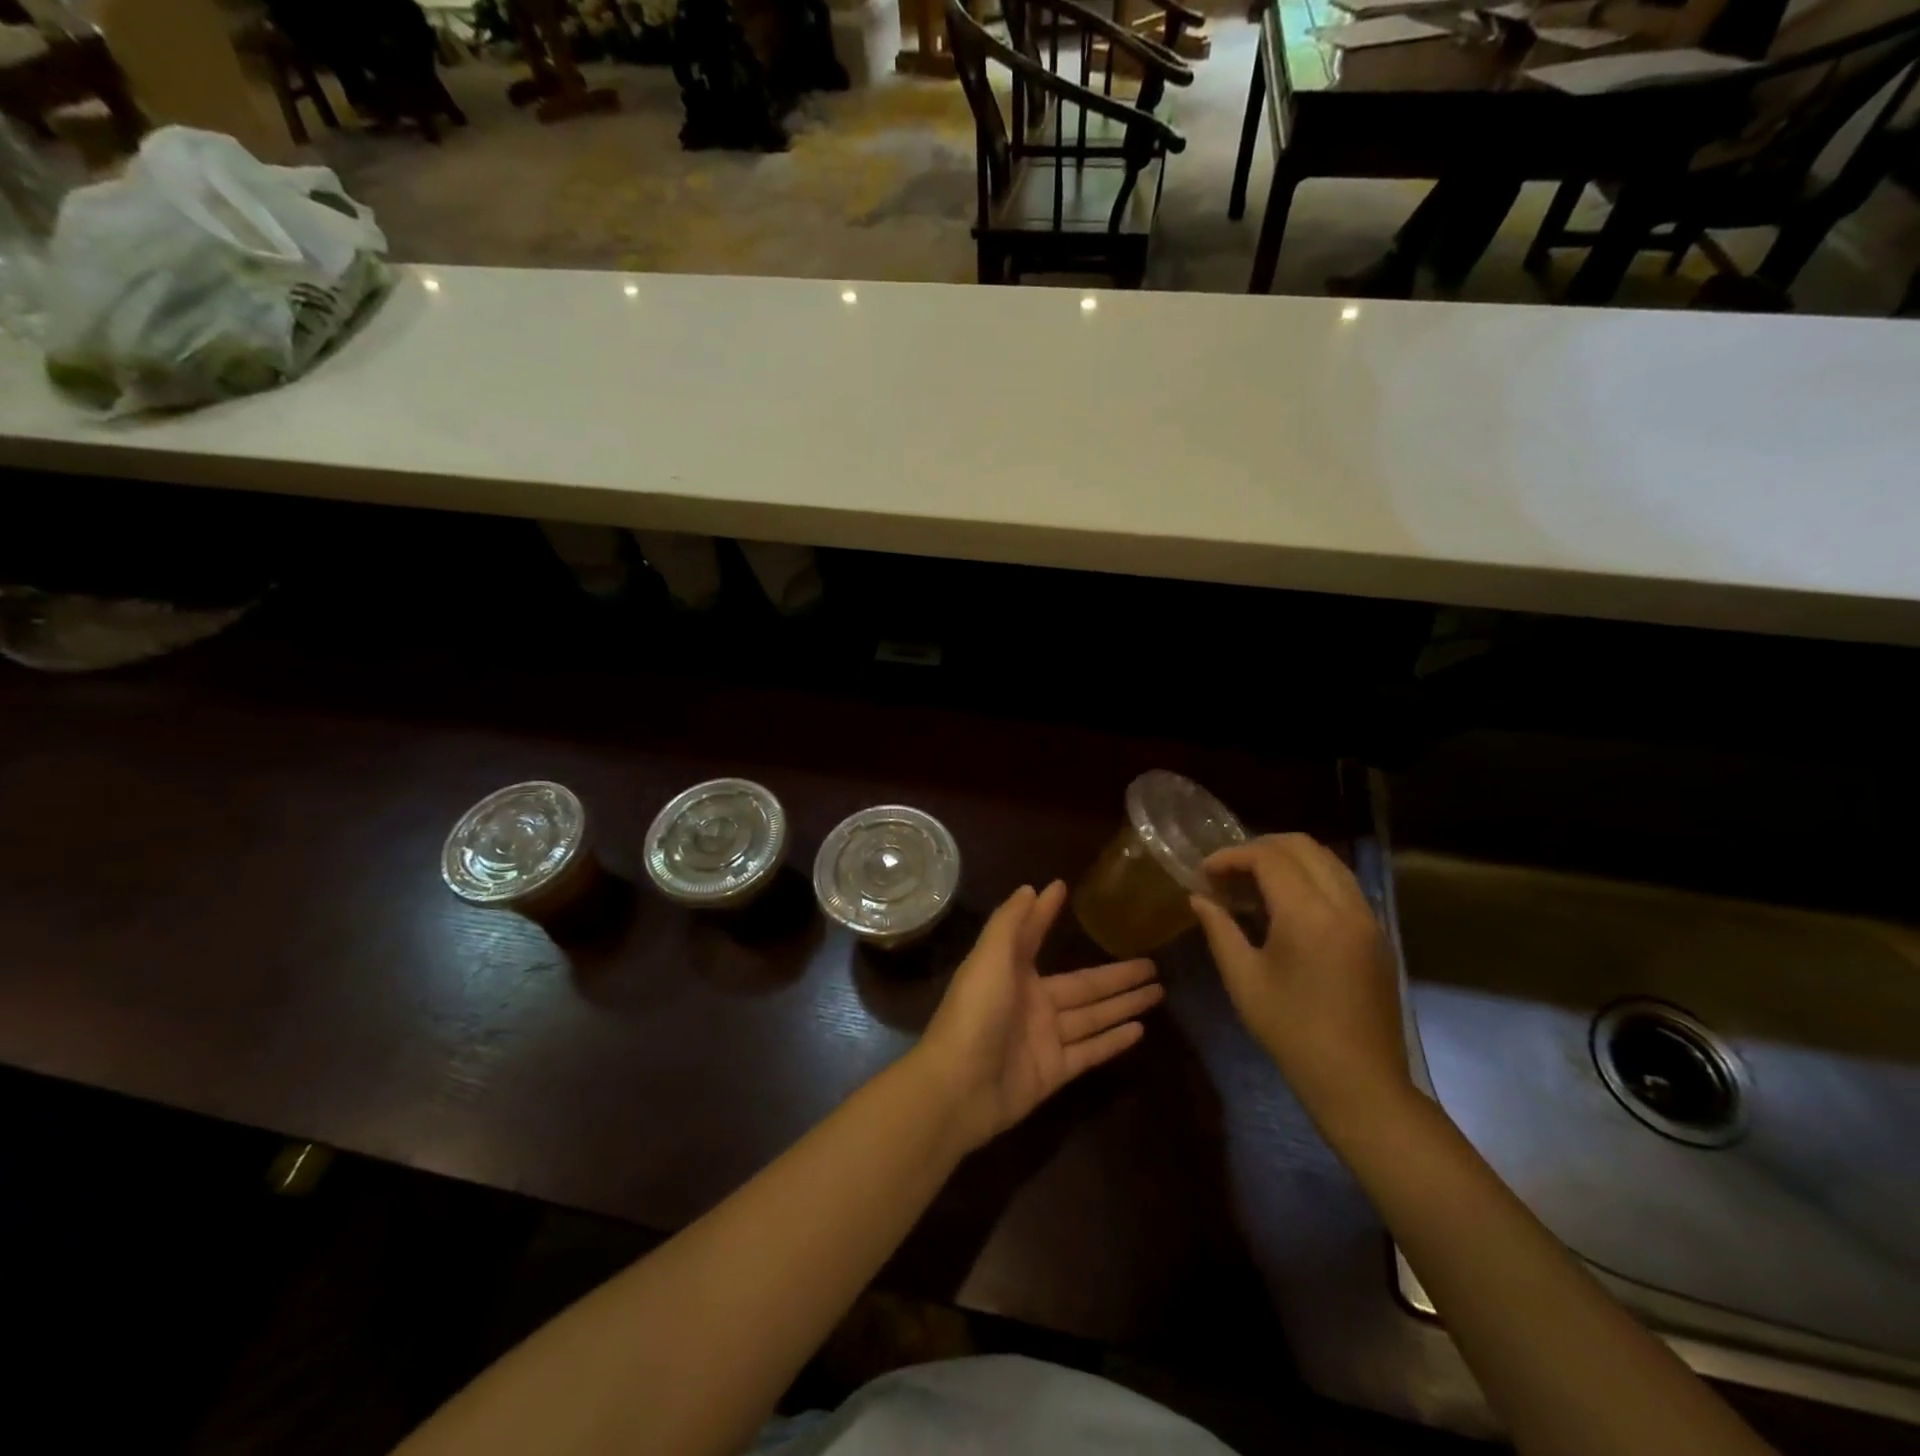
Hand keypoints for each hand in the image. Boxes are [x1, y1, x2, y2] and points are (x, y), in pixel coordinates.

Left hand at [914, 881, 1162, 1152]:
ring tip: (1158, 992)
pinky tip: (1141, 1030)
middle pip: (1084, 985)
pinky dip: (1114, 1041)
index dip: (1047, 915)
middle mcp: (1032, 1002)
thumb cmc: (974, 1013)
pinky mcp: (1054, 1072)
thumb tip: (1032, 888)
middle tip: (1153, 963)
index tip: (1064, 890)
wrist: (958, 1087)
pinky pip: (1090, 1051)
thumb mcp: (989, 958)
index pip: (1036, 936)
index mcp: (1012, 971)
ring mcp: (1044, 1039)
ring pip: (1093, 1016)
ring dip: (1124, 1004)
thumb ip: (1012, 923)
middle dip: (1117, 974)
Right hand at [1190, 834, 1412, 1134]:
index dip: (1231, 856)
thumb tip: (1198, 898)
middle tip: (1228, 871)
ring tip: (1254, 883)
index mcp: (1309, 914)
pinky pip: (1342, 884)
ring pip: (1327, 860)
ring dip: (1288, 859)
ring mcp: (1367, 917)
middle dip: (1260, 848)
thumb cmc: (1292, 1031)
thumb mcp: (1243, 979)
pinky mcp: (1377, 934)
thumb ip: (1219, 929)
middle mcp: (1345, 904)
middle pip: (1303, 846)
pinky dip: (1311, 877)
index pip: (1269, 857)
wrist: (1359, 1081)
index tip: (1205, 873)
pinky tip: (1286, 905)